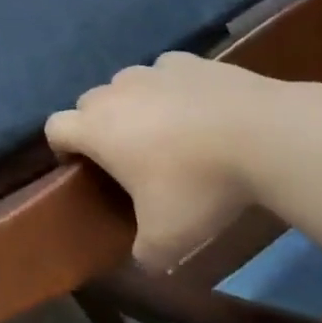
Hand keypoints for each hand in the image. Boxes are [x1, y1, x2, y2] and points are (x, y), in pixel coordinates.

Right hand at [45, 53, 273, 270]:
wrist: (266, 135)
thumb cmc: (201, 185)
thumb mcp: (169, 238)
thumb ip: (145, 253)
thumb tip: (143, 261)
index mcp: (96, 129)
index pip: (55, 128)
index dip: (62, 147)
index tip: (83, 168)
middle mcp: (114, 93)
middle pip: (88, 104)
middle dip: (99, 125)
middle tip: (130, 156)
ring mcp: (151, 71)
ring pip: (126, 85)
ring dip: (135, 104)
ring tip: (168, 131)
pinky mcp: (189, 61)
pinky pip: (166, 72)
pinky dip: (173, 88)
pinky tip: (199, 109)